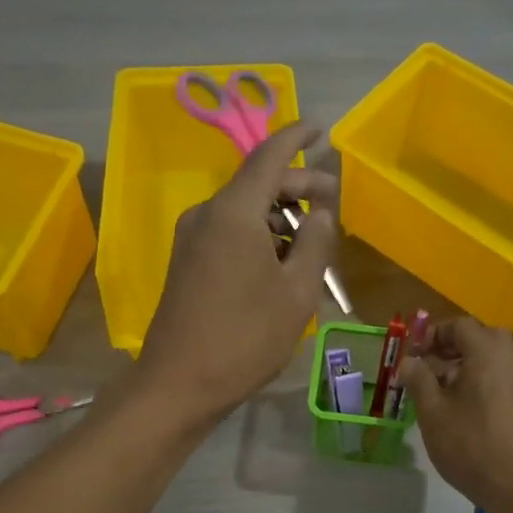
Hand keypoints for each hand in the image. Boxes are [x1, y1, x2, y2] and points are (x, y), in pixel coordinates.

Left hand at [138, 122, 338, 425]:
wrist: (179, 384)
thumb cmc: (245, 337)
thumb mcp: (296, 292)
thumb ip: (314, 242)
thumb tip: (319, 212)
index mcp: (234, 212)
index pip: (269, 156)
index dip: (296, 137)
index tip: (320, 128)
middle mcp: (207, 214)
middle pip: (257, 183)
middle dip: (297, 184)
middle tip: (334, 200)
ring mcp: (192, 238)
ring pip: (244, 209)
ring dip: (280, 214)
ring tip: (314, 238)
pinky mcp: (187, 261)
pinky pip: (229, 231)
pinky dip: (260, 233)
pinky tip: (283, 259)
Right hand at [399, 317, 512, 509]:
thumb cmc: (469, 443)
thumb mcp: (432, 410)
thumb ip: (418, 379)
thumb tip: (409, 362)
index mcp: (486, 352)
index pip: (459, 325)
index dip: (432, 334)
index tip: (412, 354)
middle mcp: (505, 359)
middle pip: (476, 337)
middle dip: (447, 346)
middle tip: (424, 365)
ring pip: (484, 358)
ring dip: (457, 364)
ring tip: (432, 389)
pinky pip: (491, 376)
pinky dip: (471, 379)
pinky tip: (451, 406)